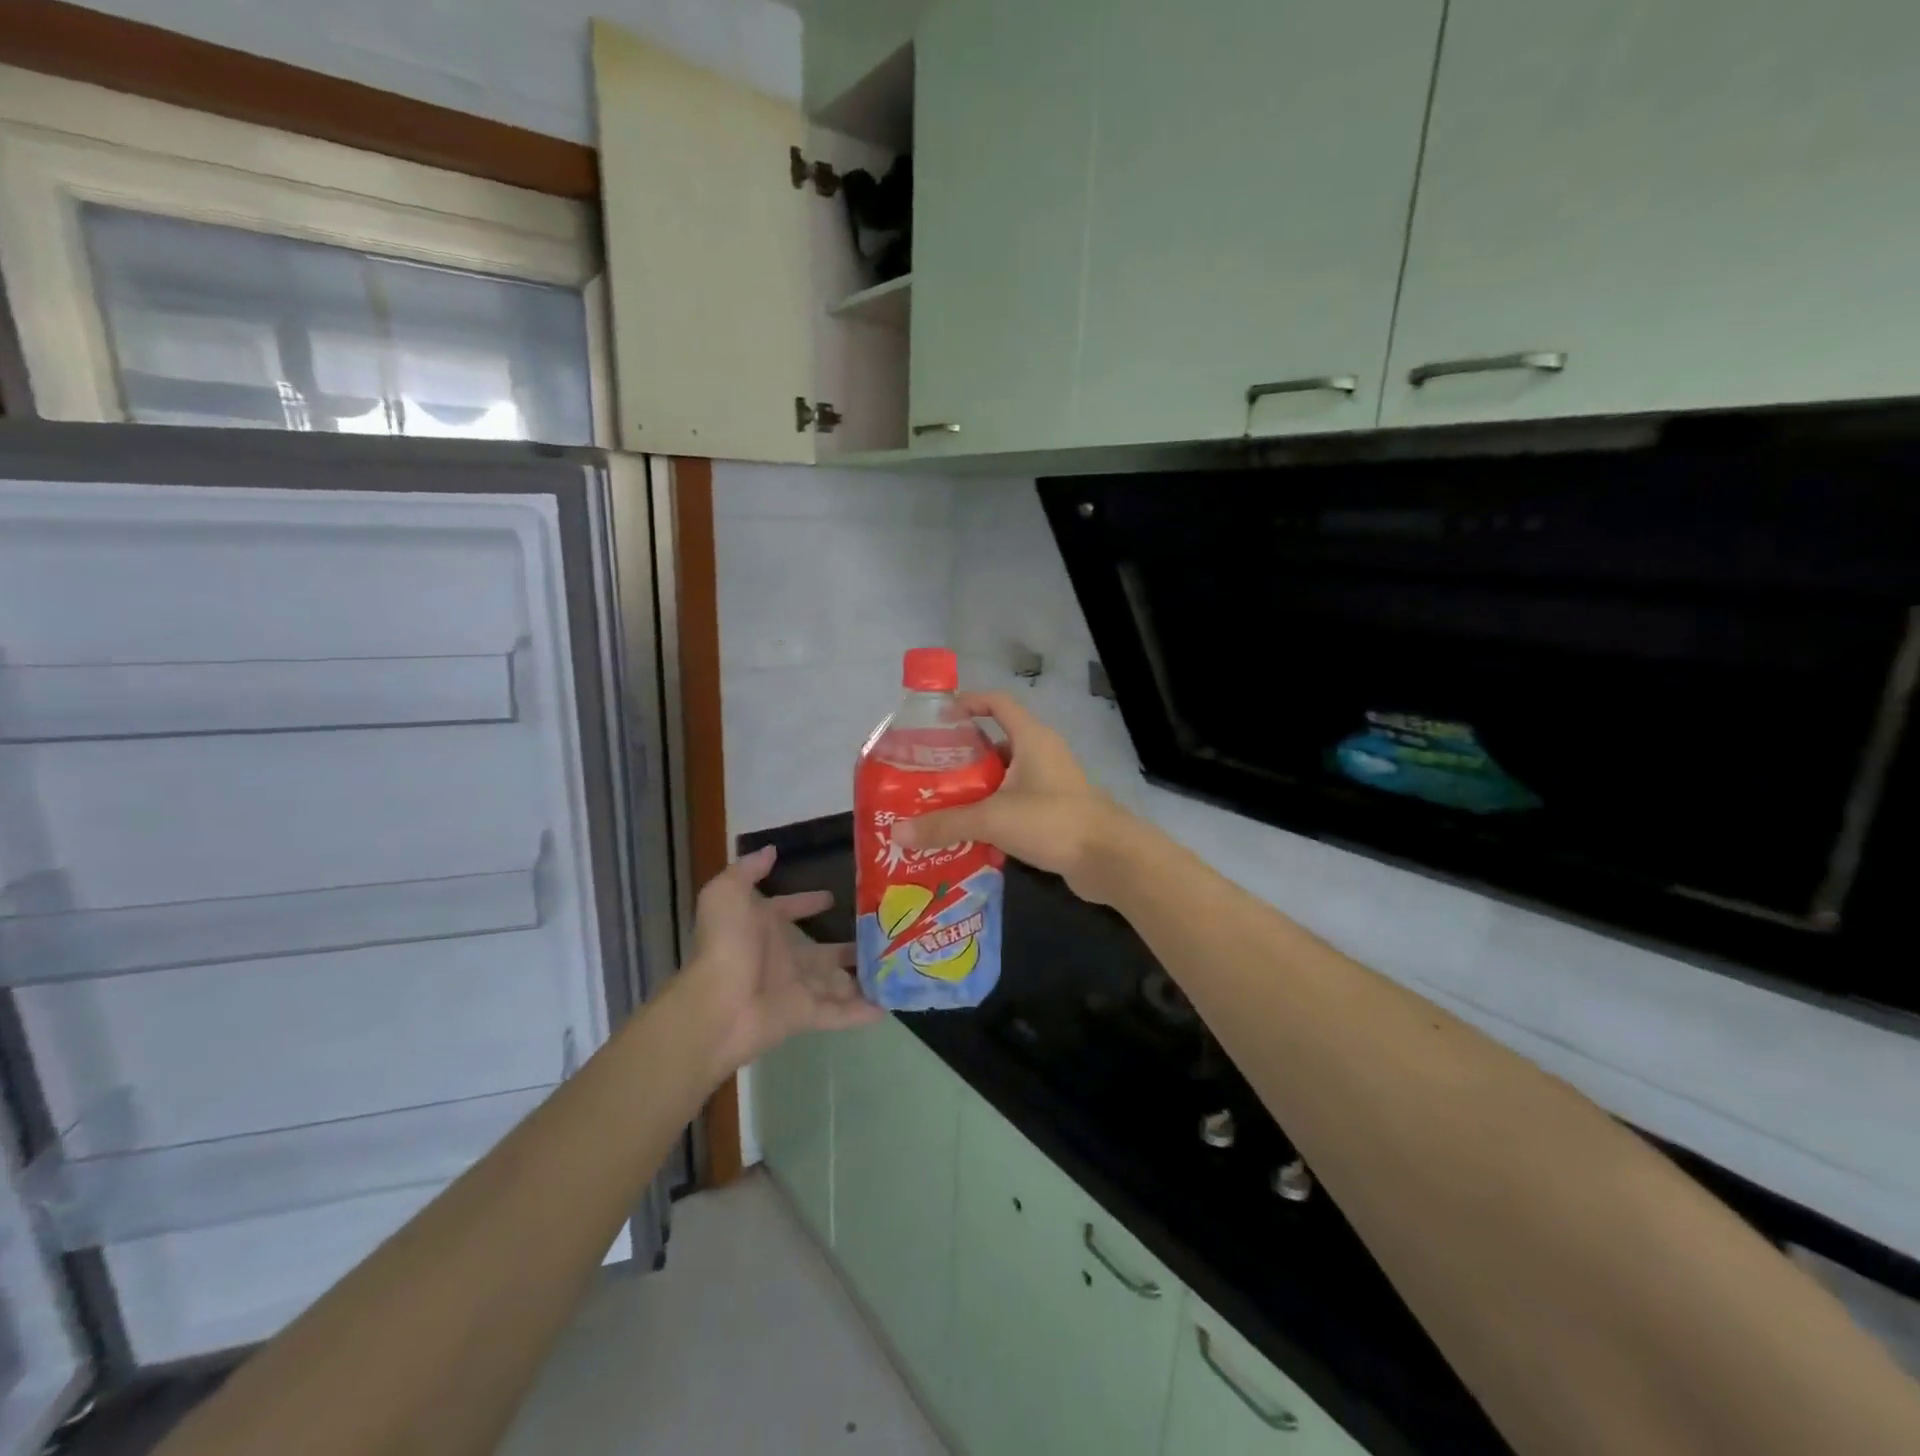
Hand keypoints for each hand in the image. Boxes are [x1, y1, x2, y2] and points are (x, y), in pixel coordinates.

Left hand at [681, 846, 881, 1076]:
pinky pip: (839, 1013)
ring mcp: (795, 988)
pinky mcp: (806, 1015)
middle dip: (849, 945)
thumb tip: (771, 850)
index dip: (807, 902)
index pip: (788, 910)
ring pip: (836, 982)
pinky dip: (862, 1012)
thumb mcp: (728, 893)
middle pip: (821, 952)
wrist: (719, 1004)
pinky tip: (890, 1006)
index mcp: (763, 927)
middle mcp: (781, 957)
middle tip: (884, 934)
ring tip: (898, 968)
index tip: (833, 896)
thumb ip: (749, 869)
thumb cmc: (727, 943)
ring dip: (862, 977)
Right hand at [894, 692, 1130, 902]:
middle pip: (995, 744)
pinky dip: (993, 814)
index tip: (938, 718)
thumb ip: (946, 824)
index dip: (969, 702)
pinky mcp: (1054, 813)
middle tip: (927, 772)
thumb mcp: (993, 818)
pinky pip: (1015, 805)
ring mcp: (1050, 785)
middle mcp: (1042, 755)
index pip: (998, 703)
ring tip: (940, 805)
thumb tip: (898, 833)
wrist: (1109, 859)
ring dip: (976, 790)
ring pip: (1004, 779)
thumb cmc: (1052, 821)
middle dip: (962, 757)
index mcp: (1031, 738)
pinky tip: (969, 835)